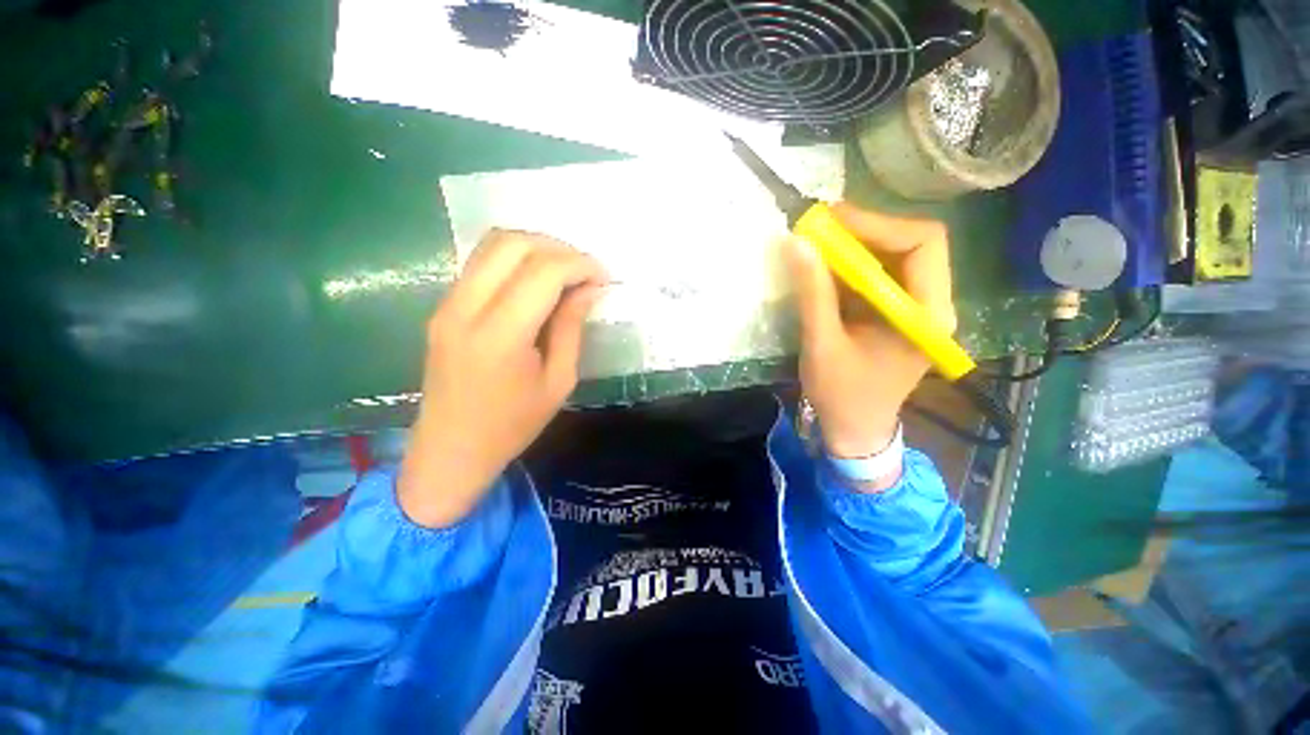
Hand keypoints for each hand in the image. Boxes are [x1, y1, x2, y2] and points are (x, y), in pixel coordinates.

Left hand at [398, 230, 607, 527]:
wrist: (450, 450)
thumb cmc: (512, 425)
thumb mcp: (558, 381)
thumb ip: (571, 328)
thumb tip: (589, 289)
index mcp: (500, 336)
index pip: (543, 272)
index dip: (580, 265)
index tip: (603, 277)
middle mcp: (466, 309)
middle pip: (512, 244)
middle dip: (557, 248)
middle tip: (584, 271)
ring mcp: (447, 304)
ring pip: (491, 245)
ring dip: (534, 248)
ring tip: (564, 272)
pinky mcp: (442, 307)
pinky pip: (481, 264)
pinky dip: (515, 261)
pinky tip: (536, 283)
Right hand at [784, 202, 956, 461]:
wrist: (855, 429)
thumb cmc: (841, 394)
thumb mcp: (822, 344)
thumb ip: (813, 293)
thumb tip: (796, 242)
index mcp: (926, 315)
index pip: (923, 243)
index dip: (878, 224)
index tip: (830, 221)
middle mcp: (931, 303)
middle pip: (911, 243)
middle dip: (864, 230)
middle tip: (818, 227)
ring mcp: (915, 307)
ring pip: (894, 255)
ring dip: (856, 245)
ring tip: (816, 242)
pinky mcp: (896, 312)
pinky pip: (879, 275)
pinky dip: (851, 264)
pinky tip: (824, 266)